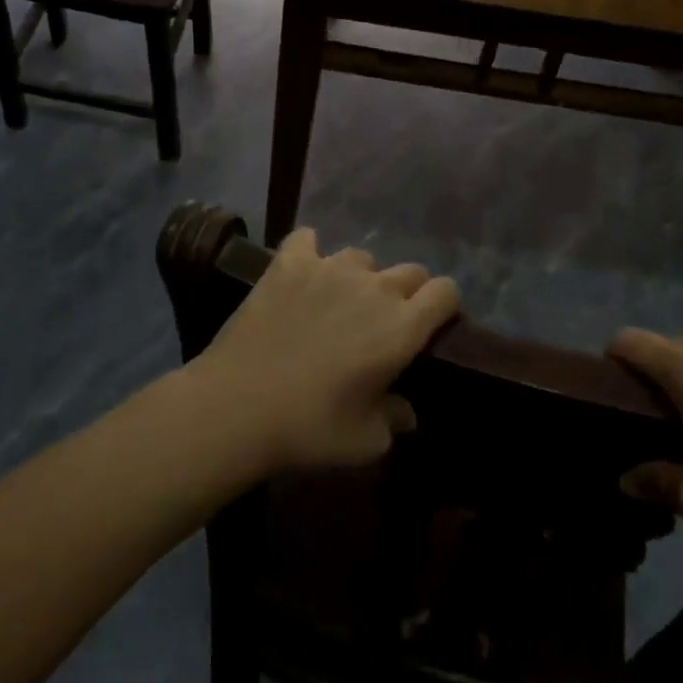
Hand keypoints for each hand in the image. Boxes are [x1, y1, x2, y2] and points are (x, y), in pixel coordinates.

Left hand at [191, 228, 459, 471]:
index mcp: (401, 327)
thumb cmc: (310, 428)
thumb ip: (394, 420)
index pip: (445, 291)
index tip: (430, 326)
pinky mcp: (289, 263)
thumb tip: (405, 412)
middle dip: (407, 293)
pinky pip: (306, 240)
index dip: (443, 306)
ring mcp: (329, 268)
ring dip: (359, 277)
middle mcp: (374, 287)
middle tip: (382, 323)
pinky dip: (308, 252)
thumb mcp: (365, 442)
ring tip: (337, 302)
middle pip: (410, 271)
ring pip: (361, 257)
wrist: (238, 405)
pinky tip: (301, 271)